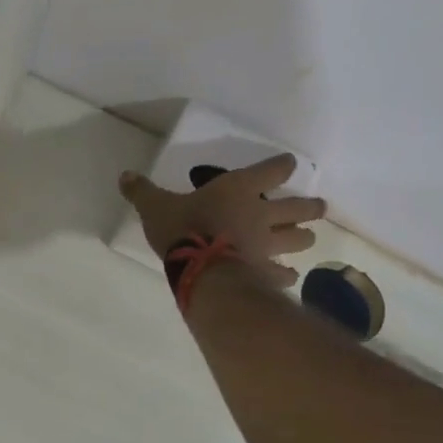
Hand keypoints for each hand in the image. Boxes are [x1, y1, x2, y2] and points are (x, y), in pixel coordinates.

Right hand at [119, 156, 326, 287]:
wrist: (202, 268)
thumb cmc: (182, 229)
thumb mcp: (155, 207)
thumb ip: (142, 192)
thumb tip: (124, 176)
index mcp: (238, 189)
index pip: (272, 170)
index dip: (281, 166)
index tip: (287, 164)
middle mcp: (261, 213)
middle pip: (297, 207)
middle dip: (309, 207)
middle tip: (318, 207)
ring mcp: (267, 244)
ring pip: (298, 239)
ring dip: (304, 237)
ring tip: (307, 238)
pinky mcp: (265, 271)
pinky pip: (282, 273)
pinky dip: (286, 275)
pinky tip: (289, 277)